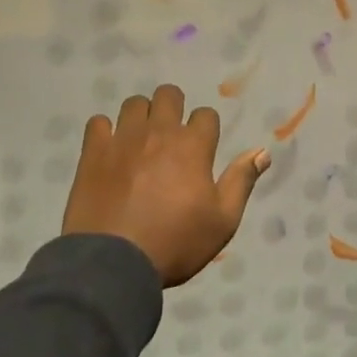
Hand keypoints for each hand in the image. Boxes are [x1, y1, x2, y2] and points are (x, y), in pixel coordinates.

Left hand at [61, 84, 270, 285]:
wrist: (115, 262)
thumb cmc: (175, 243)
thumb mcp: (222, 221)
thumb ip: (242, 181)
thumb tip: (262, 151)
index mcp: (193, 146)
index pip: (206, 115)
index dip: (206, 129)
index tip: (202, 149)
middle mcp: (159, 132)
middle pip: (169, 95)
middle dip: (173, 108)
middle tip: (170, 135)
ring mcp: (123, 138)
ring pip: (134, 103)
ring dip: (141, 116)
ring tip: (140, 140)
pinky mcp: (94, 151)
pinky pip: (98, 122)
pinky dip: (105, 131)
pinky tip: (109, 149)